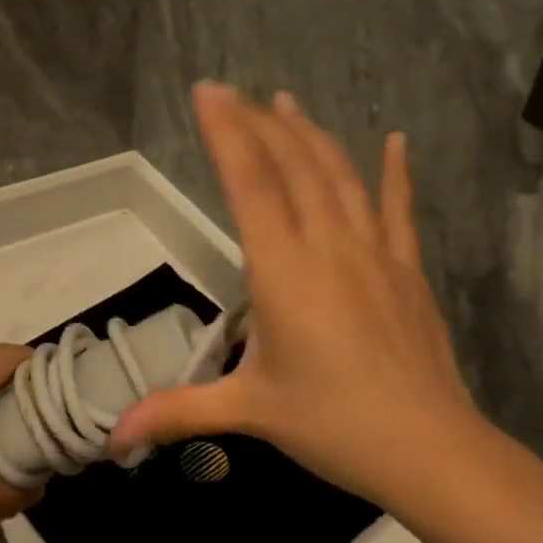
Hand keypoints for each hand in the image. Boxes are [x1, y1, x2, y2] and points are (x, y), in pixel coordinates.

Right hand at [110, 83, 499, 511]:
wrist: (430, 450)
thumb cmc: (332, 425)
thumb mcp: (247, 411)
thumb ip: (176, 413)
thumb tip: (113, 439)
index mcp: (283, 271)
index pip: (250, 184)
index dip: (227, 132)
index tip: (208, 91)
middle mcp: (328, 246)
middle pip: (291, 167)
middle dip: (257, 123)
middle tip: (231, 91)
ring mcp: (374, 253)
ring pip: (339, 177)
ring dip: (310, 135)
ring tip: (284, 102)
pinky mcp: (407, 269)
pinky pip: (399, 209)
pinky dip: (396, 172)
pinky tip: (396, 140)